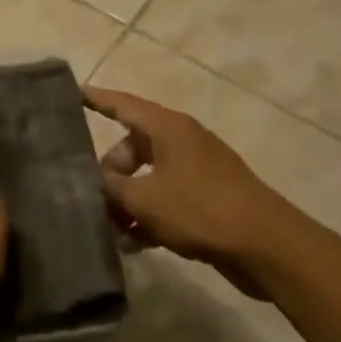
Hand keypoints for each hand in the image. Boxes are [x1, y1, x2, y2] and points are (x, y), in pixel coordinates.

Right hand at [83, 86, 304, 298]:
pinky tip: (132, 244)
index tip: (71, 93)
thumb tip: (88, 179)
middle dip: (109, 171)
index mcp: (168, 128)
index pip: (122, 104)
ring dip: (127, 200)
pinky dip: (149, 216)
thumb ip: (109, 187)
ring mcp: (197, 171)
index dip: (96, 99)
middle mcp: (182, 142)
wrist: (268, 248)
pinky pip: (166, 200)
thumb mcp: (143, 198)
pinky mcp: (208, 200)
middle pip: (132, 146)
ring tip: (107, 227)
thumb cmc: (200, 210)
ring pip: (148, 177)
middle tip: (90, 195)